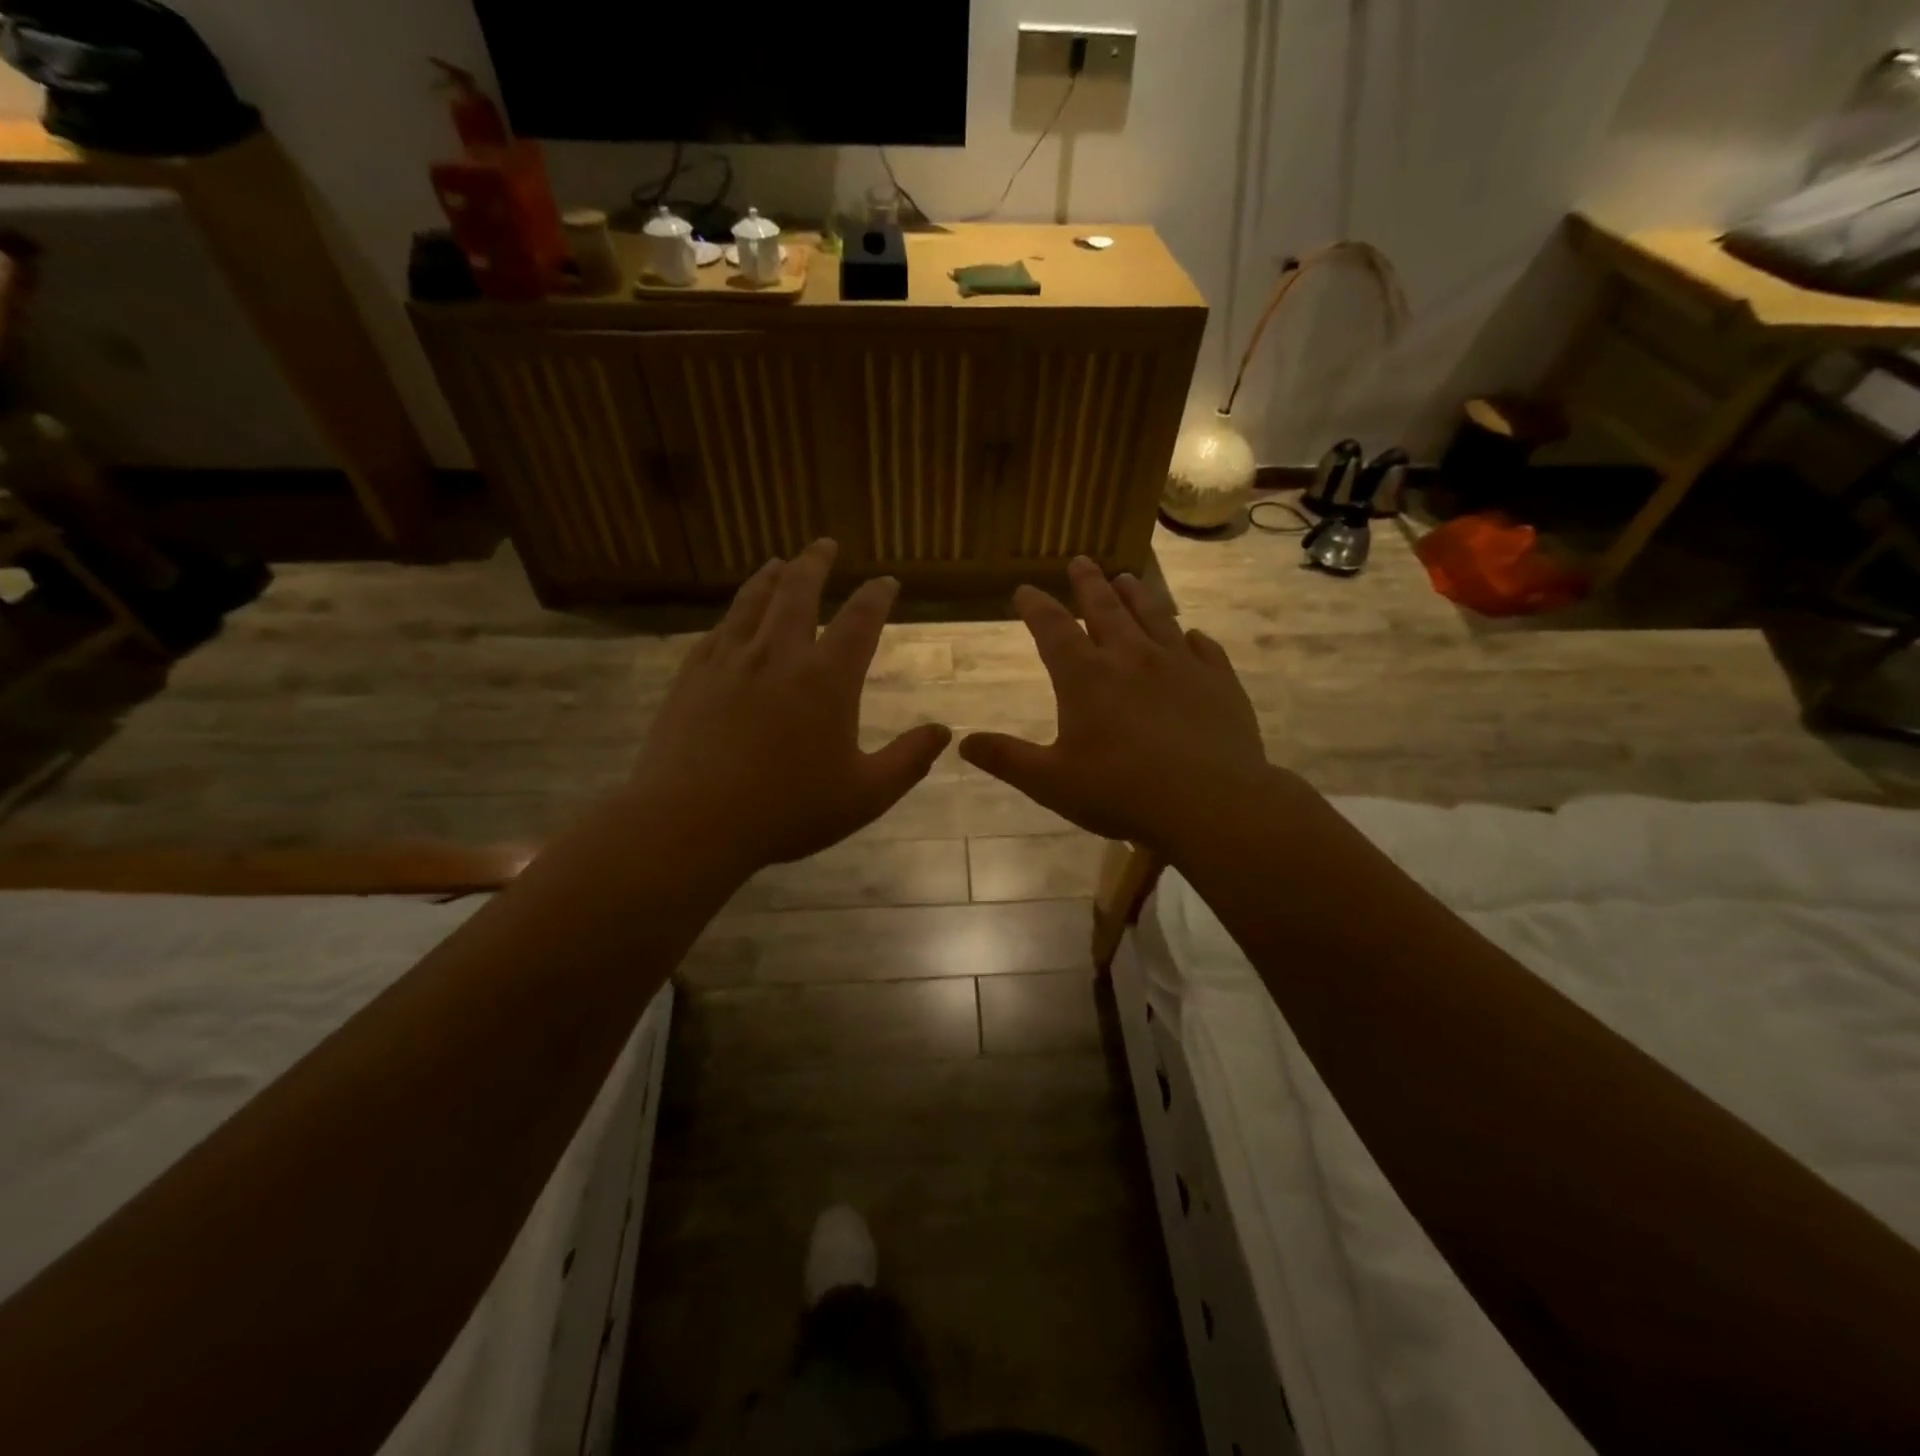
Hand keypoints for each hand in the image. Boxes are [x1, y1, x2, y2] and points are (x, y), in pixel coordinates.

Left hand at [629, 539, 949, 870]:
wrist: (691, 822)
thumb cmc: (787, 811)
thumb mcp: (865, 795)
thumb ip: (908, 760)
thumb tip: (943, 732)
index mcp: (826, 680)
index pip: (860, 621)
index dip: (877, 596)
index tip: (886, 582)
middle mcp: (779, 655)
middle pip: (799, 592)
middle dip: (816, 563)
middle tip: (824, 544)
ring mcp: (730, 662)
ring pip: (754, 602)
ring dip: (771, 577)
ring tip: (779, 562)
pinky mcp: (692, 676)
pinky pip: (718, 631)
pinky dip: (734, 613)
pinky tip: (734, 616)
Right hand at [959, 557, 1274, 856]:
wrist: (1211, 803)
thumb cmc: (1122, 793)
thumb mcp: (1051, 782)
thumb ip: (1007, 759)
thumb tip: (963, 743)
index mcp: (1086, 677)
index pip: (1053, 629)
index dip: (1036, 606)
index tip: (1024, 589)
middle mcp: (1132, 657)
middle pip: (1105, 608)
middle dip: (1088, 583)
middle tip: (1081, 560)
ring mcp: (1180, 664)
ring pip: (1154, 616)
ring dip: (1137, 595)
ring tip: (1127, 577)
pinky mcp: (1218, 680)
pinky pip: (1204, 647)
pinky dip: (1192, 637)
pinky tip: (1192, 635)